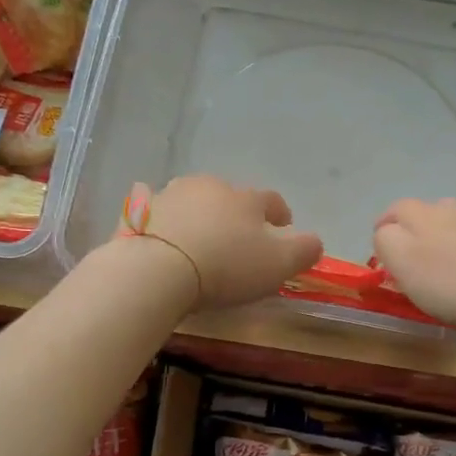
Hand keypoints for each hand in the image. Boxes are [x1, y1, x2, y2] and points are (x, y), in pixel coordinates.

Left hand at [136, 176, 323, 311]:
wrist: (158, 268)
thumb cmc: (225, 266)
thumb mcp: (278, 264)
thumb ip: (304, 251)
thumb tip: (315, 242)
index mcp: (246, 198)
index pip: (272, 201)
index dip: (280, 214)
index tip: (283, 228)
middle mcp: (210, 187)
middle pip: (230, 196)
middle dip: (236, 213)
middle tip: (238, 239)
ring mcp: (171, 194)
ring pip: (192, 198)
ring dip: (199, 213)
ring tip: (200, 238)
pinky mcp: (140, 211)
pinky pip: (152, 207)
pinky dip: (159, 214)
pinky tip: (159, 226)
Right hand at [372, 199, 455, 331]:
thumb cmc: (449, 281)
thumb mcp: (401, 262)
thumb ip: (385, 241)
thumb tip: (386, 232)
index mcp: (421, 212)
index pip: (394, 210)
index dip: (383, 228)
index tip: (382, 253)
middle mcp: (453, 209)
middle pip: (427, 214)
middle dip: (416, 232)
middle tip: (413, 261)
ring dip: (447, 241)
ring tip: (447, 268)